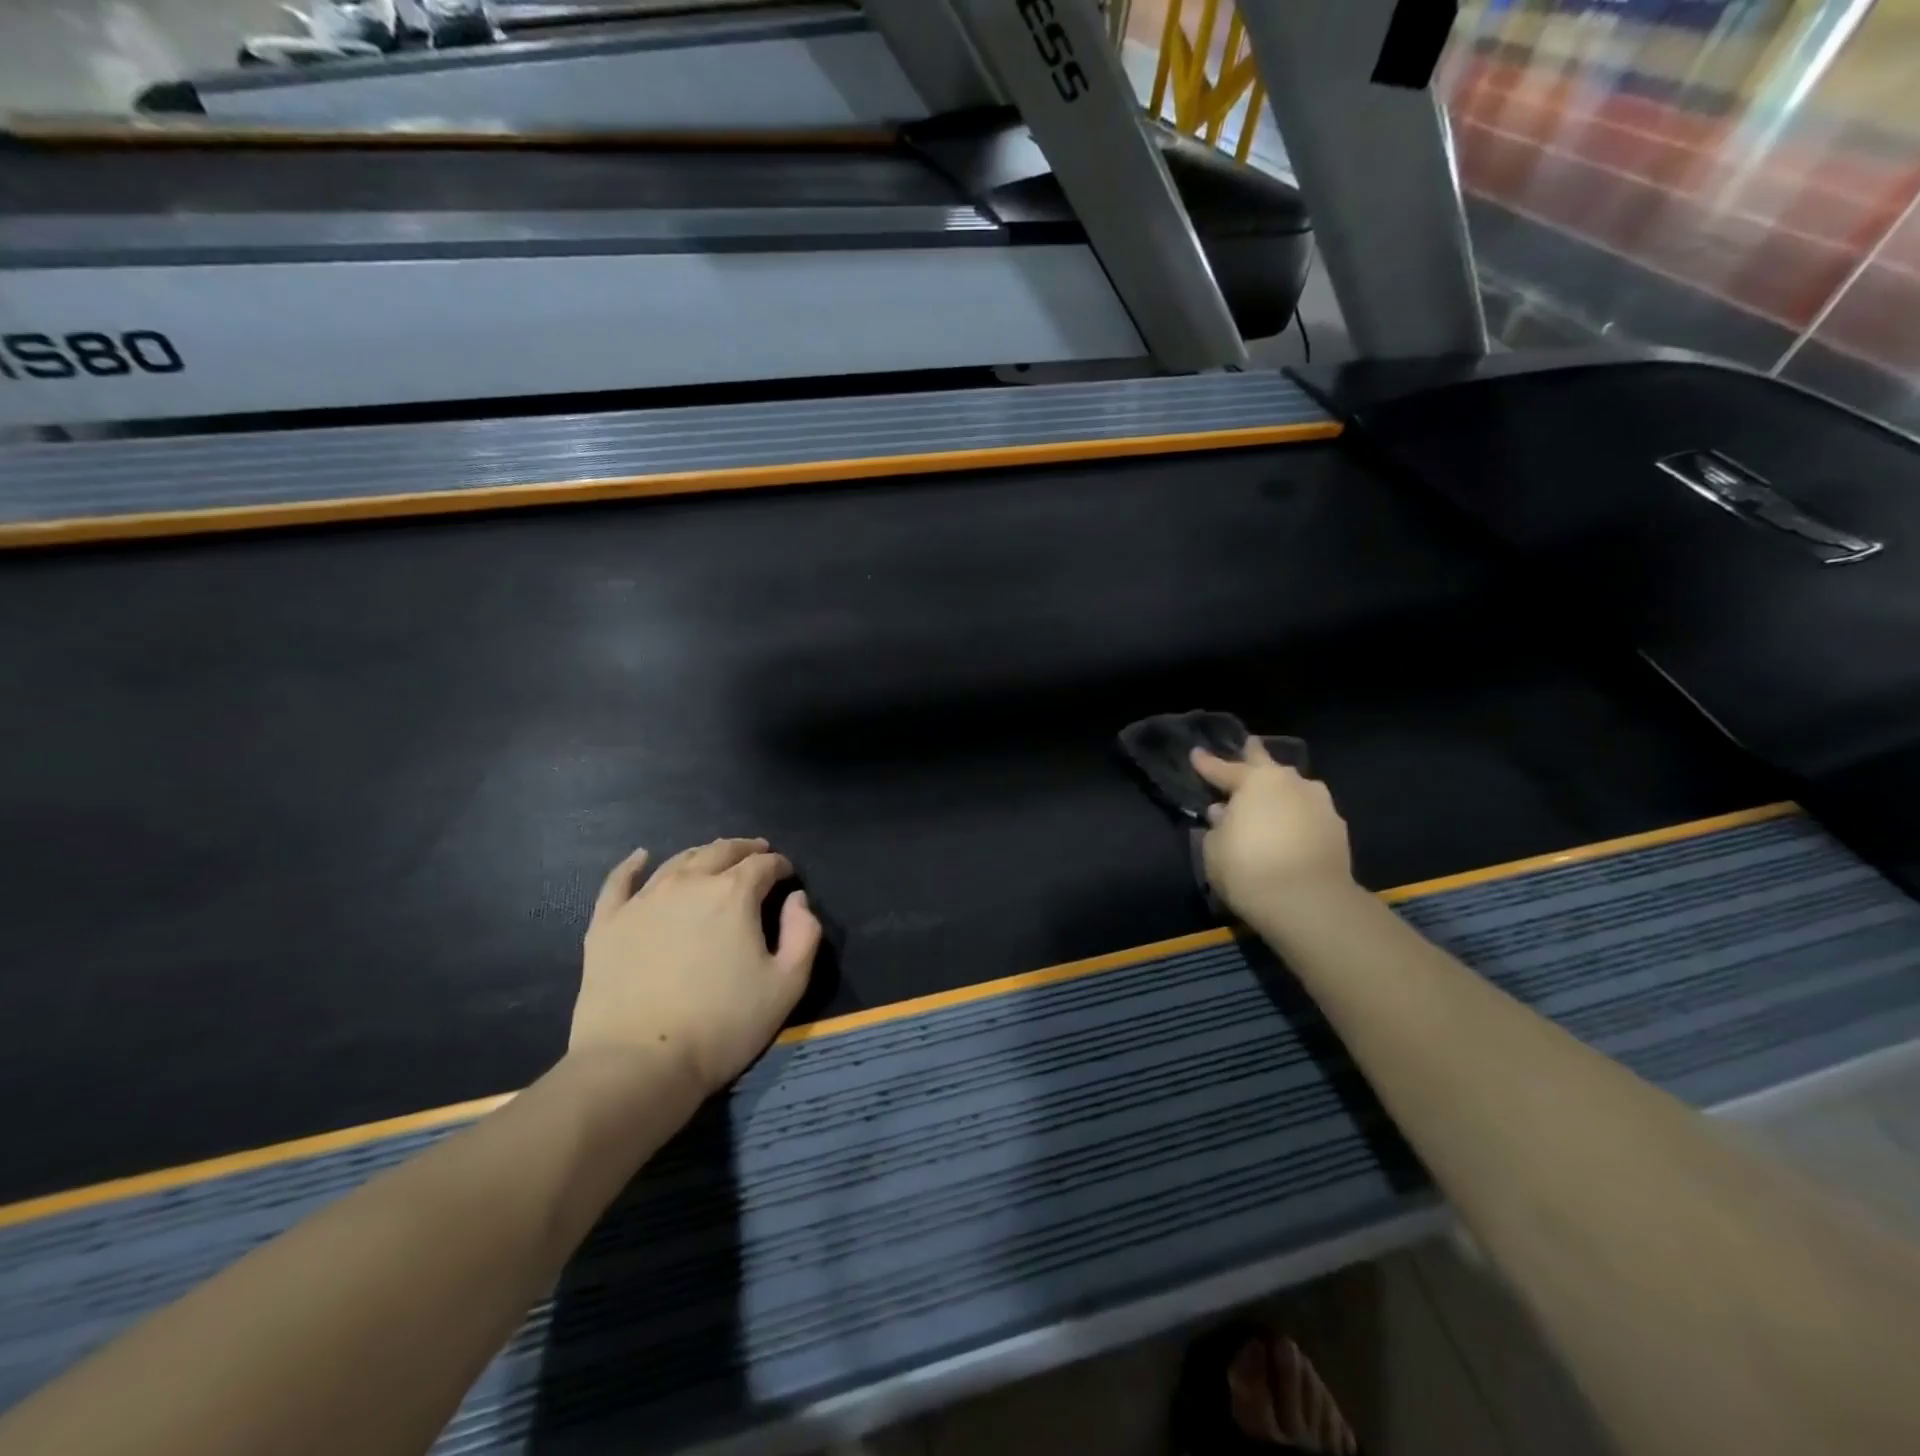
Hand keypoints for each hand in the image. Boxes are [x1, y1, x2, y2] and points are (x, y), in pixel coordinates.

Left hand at [571, 838, 822, 1096]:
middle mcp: (689, 883)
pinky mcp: (608, 923)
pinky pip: (620, 881)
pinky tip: (641, 857)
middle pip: (721, 852)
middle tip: (757, 854)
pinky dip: (634, 864)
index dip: (780, 865)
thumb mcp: (786, 985)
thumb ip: (804, 934)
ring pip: (678, 861)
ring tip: (714, 858)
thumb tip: (797, 899)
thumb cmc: (723, 1025)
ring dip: (703, 854)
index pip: (763, 864)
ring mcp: (643, 900)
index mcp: (734, 894)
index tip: (787, 875)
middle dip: (744, 850)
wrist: (639, 1063)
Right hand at [1192, 740, 1354, 926]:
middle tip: (1249, 745)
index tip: (1195, 753)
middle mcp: (1291, 783)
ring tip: (1272, 796)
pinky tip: (1291, 826)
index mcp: (1256, 780)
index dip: (1206, 764)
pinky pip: (1309, 814)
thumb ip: (1218, 825)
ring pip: (1295, 789)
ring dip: (1281, 790)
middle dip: (1254, 756)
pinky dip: (1297, 816)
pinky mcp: (1338, 830)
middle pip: (1268, 765)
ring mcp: (1320, 805)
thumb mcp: (1214, 848)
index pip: (1224, 769)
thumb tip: (1224, 813)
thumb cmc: (1248, 868)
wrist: (1309, 903)